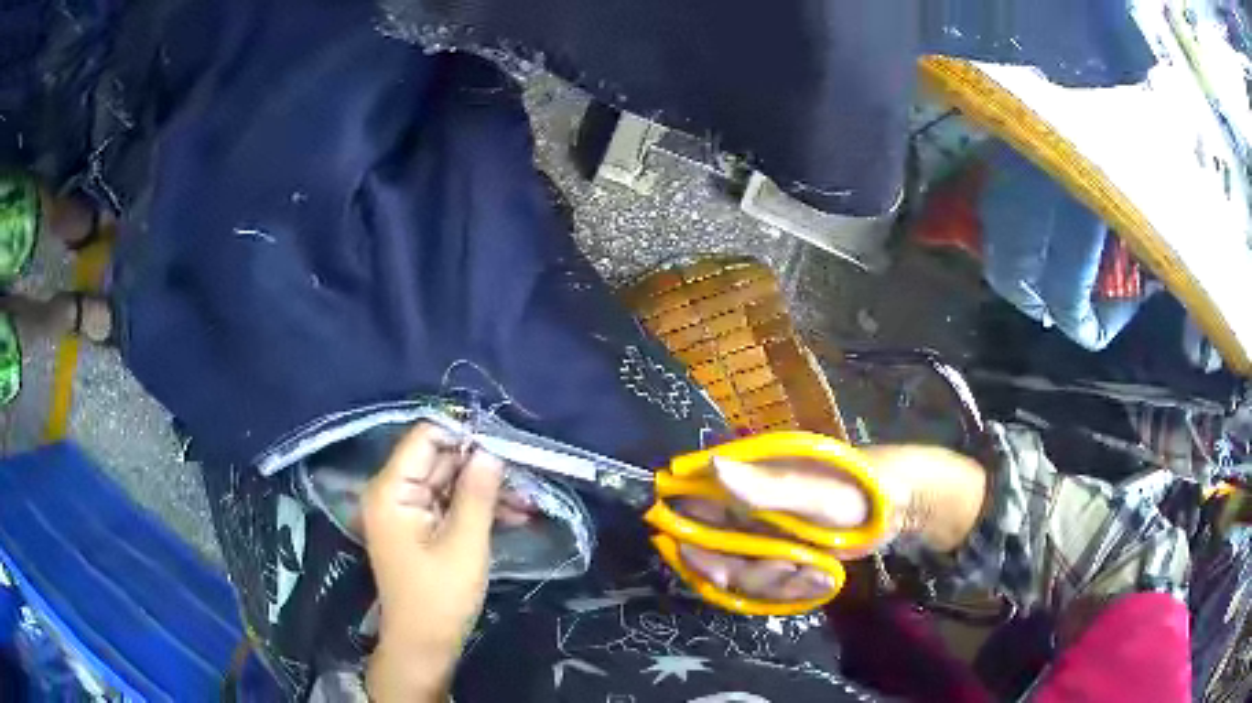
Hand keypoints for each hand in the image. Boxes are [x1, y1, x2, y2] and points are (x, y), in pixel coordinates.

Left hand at [362, 424, 505, 701]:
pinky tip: (514, 515)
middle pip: (439, 459)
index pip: (425, 438)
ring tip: (528, 500)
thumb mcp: (465, 544)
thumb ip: (477, 493)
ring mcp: (406, 511)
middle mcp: (392, 492)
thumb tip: (492, 449)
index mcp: (391, 490)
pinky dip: (477, 508)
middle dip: (482, 466)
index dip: (463, 435)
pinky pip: (449, 504)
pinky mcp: (419, 527)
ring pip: (449, 482)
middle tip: (525, 474)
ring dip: (486, 490)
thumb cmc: (440, 598)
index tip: (504, 445)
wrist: (424, 645)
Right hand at [679, 445, 987, 602]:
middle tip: (787, 574)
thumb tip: (712, 464)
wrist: (898, 507)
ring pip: (740, 574)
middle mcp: (742, 508)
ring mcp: (761, 535)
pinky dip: (792, 589)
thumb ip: (764, 486)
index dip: (691, 545)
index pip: (688, 510)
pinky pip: (766, 585)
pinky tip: (824, 579)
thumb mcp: (816, 491)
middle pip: (712, 554)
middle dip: (747, 575)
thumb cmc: (858, 489)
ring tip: (819, 574)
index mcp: (742, 481)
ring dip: (776, 584)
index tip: (719, 574)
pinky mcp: (780, 556)